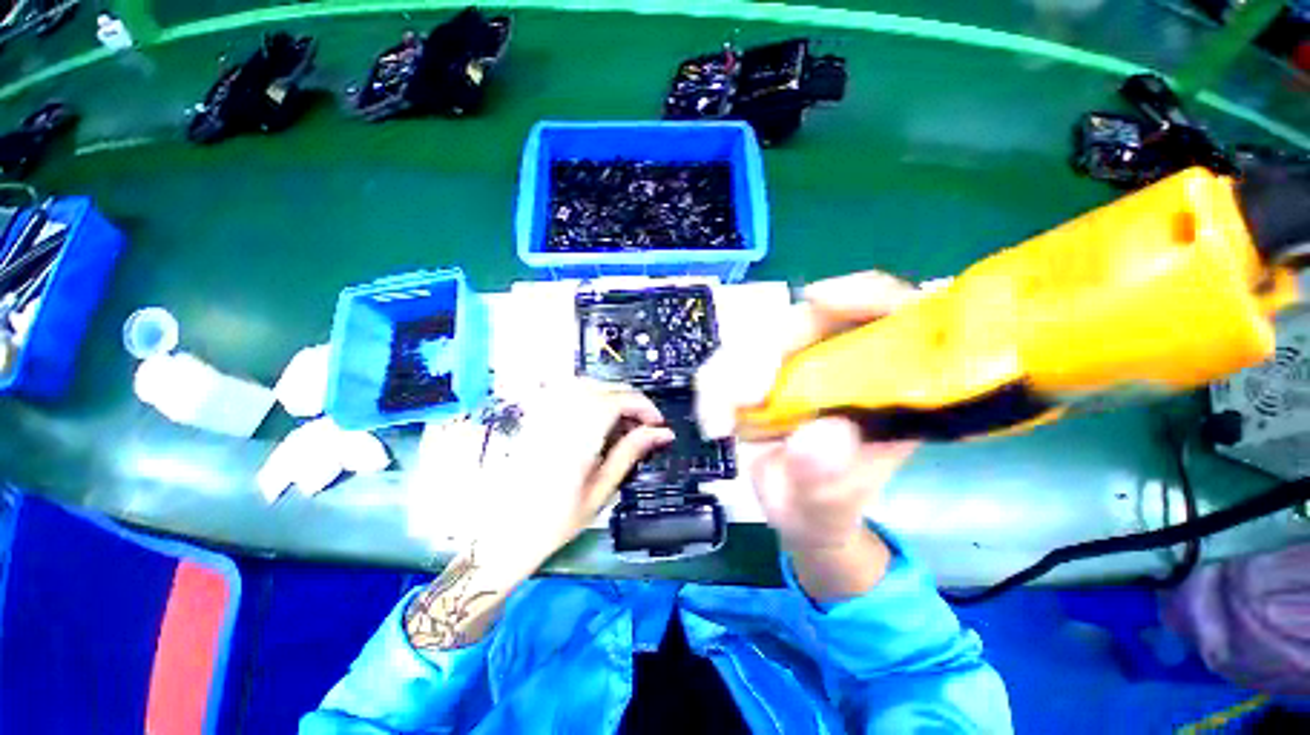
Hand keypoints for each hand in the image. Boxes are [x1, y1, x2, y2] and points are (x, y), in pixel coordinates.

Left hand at [480, 378, 673, 569]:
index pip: (619, 400)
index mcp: (580, 435)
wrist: (502, 535)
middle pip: (603, 387)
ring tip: (619, 421)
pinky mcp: (534, 417)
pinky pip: (564, 392)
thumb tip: (662, 433)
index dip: (645, 407)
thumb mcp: (601, 490)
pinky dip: (586, 396)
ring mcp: (544, 414)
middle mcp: (561, 416)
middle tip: (642, 426)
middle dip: (630, 400)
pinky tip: (591, 418)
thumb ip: (631, 453)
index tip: (658, 425)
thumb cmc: (555, 521)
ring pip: (585, 384)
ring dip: (609, 395)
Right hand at [698, 272, 923, 598]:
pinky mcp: (758, 375)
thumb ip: (827, 479)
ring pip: (755, 340)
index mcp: (884, 385)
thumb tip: (823, 434)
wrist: (792, 515)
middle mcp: (839, 364)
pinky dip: (714, 387)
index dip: (862, 294)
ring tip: (718, 424)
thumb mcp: (829, 505)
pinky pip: (728, 363)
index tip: (818, 299)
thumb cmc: (822, 509)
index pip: (888, 314)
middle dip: (764, 351)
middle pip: (804, 320)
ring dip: (728, 375)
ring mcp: (795, 367)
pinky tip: (714, 423)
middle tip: (741, 400)